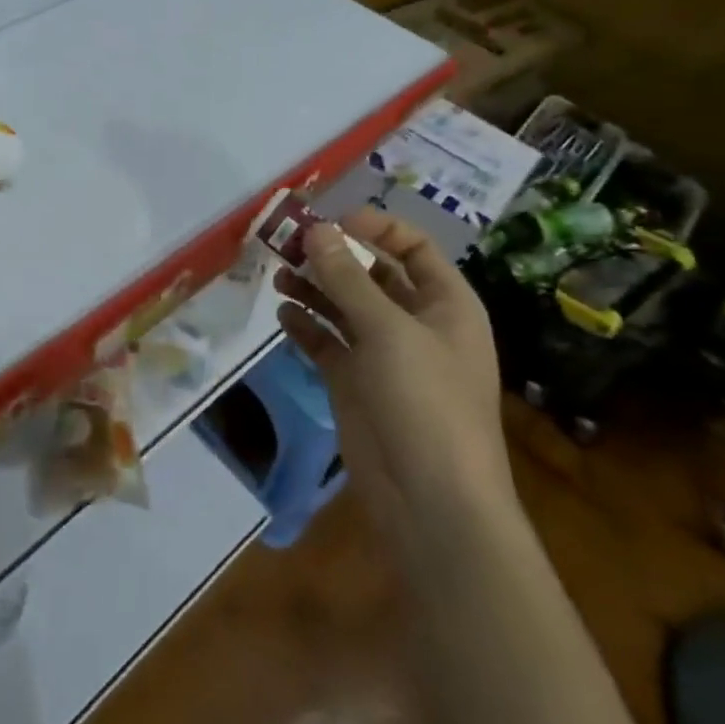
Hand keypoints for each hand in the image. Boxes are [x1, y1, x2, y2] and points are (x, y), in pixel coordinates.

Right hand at [275, 208, 514, 546]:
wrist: (431, 502)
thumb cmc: (426, 403)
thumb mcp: (388, 331)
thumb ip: (347, 278)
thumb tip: (317, 230)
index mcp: (445, 304)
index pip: (413, 248)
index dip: (376, 228)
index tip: (331, 221)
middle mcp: (415, 323)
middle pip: (371, 274)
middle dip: (333, 257)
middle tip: (289, 243)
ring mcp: (383, 355)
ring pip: (344, 306)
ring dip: (314, 288)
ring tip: (279, 275)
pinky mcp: (354, 382)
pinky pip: (327, 342)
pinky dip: (306, 326)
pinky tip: (283, 315)